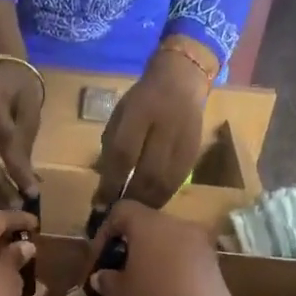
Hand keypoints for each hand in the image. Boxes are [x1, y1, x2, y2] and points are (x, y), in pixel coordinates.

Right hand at [86, 201, 247, 295]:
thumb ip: (108, 280)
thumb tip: (106, 275)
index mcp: (151, 226)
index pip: (122, 211)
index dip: (105, 232)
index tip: (98, 259)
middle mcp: (180, 227)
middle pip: (149, 225)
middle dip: (130, 245)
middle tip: (118, 273)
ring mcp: (203, 247)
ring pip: (170, 243)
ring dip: (153, 258)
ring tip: (140, 288)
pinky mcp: (217, 269)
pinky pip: (186, 260)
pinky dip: (172, 271)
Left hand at [93, 43, 211, 208]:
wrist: (181, 80)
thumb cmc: (142, 100)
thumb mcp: (121, 115)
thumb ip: (112, 147)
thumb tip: (105, 186)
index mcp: (139, 111)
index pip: (123, 153)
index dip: (111, 182)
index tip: (100, 203)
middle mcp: (164, 125)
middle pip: (147, 173)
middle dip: (130, 198)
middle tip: (117, 214)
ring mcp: (183, 139)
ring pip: (166, 182)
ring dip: (147, 203)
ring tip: (133, 215)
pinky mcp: (195, 151)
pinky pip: (178, 181)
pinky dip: (163, 197)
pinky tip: (152, 205)